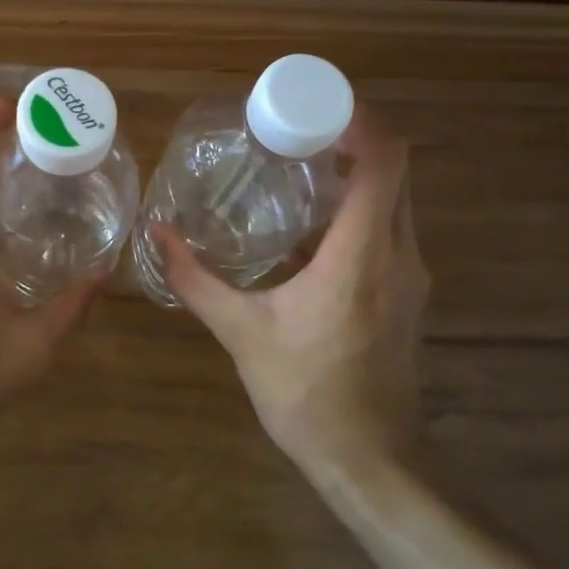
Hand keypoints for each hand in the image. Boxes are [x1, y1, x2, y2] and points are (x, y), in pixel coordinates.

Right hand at [153, 115, 429, 472]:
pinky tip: (308, 225)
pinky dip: (357, 209)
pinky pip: (389, 228)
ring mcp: (410, 275)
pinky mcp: (406, 293)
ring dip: (355, 173)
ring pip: (395, 199)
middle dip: (351, 139)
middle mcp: (399, 254)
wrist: (369, 460)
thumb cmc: (306, 393)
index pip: (385, 161)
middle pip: (394, 170)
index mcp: (361, 255)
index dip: (359, 121)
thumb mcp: (241, 332)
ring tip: (297, 167)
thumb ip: (197, 280)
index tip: (314, 108)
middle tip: (294, 130)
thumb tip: (158, 236)